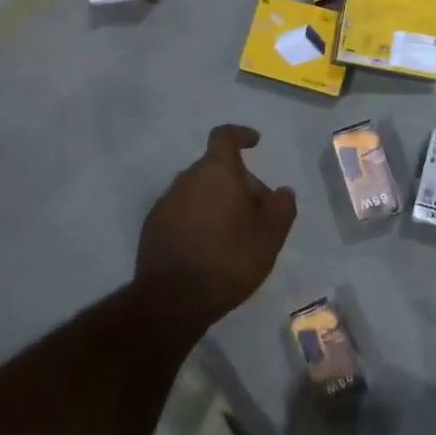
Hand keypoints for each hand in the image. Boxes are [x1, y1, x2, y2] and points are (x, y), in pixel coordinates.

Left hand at [137, 125, 296, 327]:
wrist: (172, 300)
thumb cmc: (229, 259)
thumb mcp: (270, 237)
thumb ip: (281, 208)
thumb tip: (282, 191)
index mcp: (217, 172)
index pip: (225, 136)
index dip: (240, 135)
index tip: (254, 143)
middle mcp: (187, 178)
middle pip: (216, 168)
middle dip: (238, 182)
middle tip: (257, 212)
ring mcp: (166, 202)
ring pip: (199, 190)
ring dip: (217, 201)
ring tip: (234, 233)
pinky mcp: (153, 225)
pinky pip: (182, 210)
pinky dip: (198, 218)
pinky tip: (208, 246)